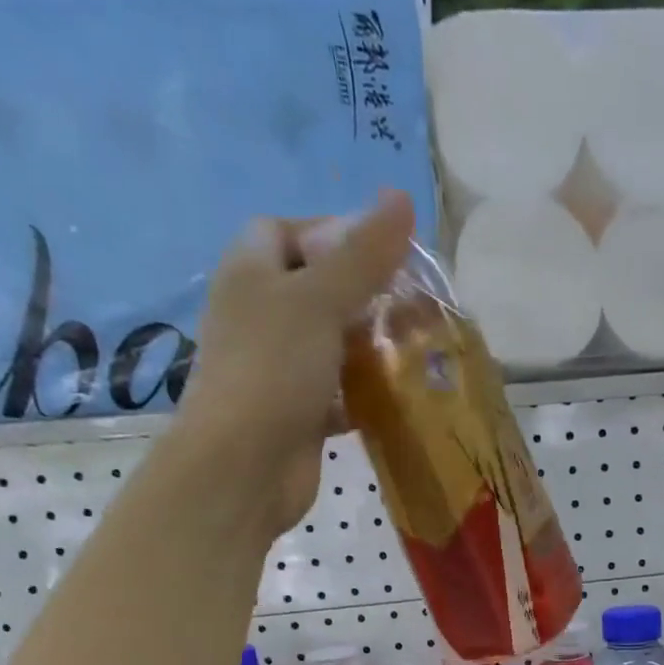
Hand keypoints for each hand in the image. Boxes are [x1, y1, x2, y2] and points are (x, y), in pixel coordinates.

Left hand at [176, 190, 415, 533]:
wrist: (244, 467)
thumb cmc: (273, 371)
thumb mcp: (320, 302)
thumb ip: (363, 255)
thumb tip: (401, 197)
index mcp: (251, 273)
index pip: (290, 231)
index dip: (337, 234)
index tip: (387, 254)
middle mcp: (260, 316)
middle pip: (319, 290)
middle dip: (367, 296)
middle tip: (417, 308)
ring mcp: (278, 369)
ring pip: (332, 345)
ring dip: (371, 348)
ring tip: (419, 350)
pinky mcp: (298, 414)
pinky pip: (338, 394)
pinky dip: (366, 395)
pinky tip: (401, 399)